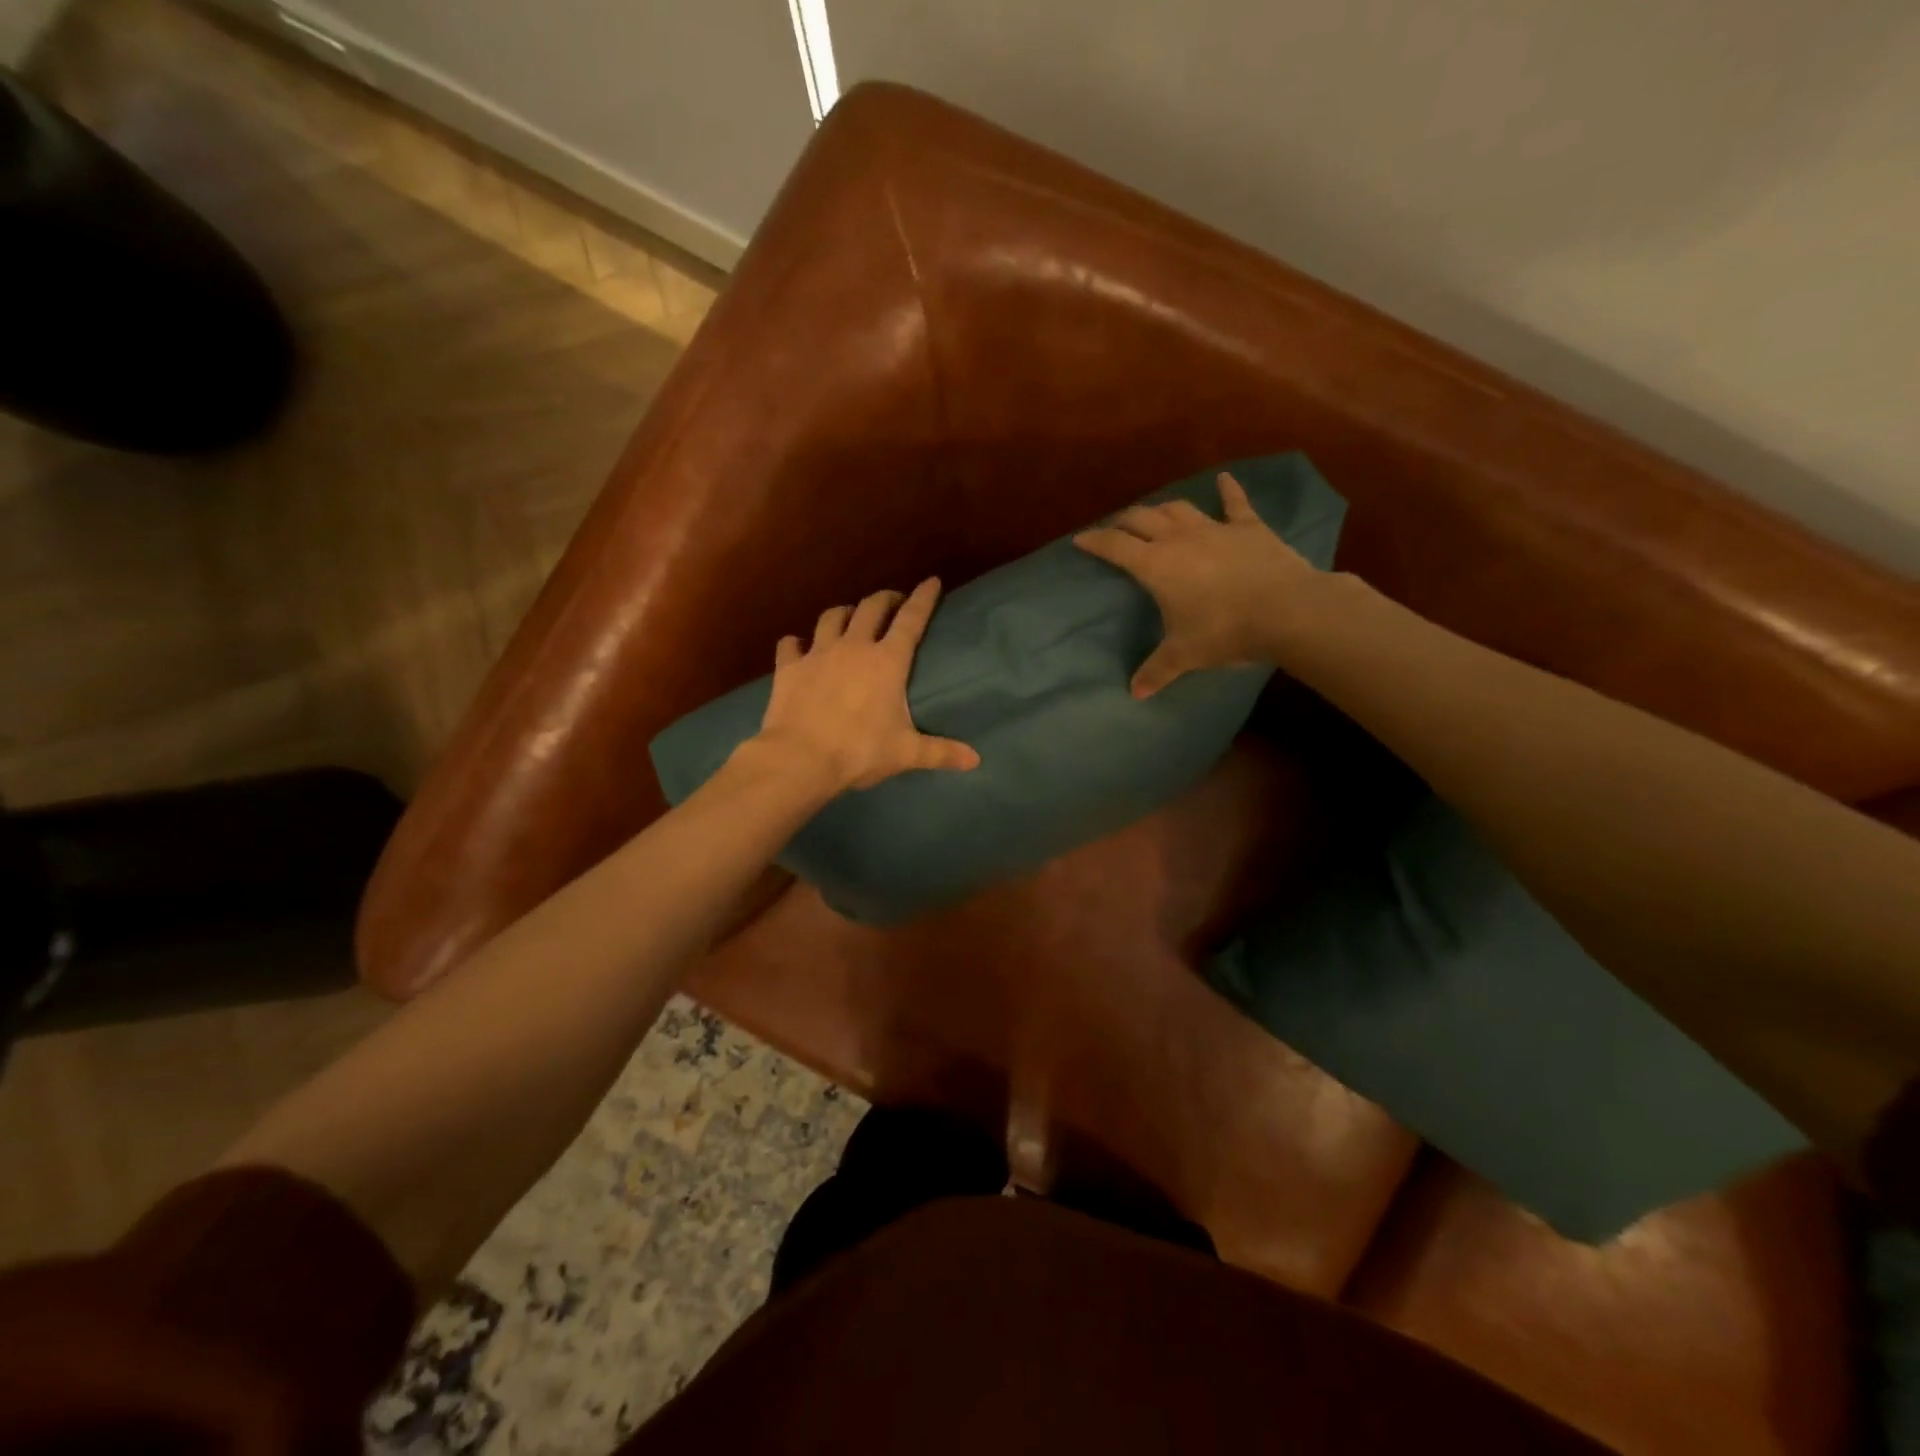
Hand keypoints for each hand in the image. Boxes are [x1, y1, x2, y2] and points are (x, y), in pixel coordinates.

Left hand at [749, 577, 980, 791]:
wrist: (801, 758)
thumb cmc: (860, 751)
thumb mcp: (906, 753)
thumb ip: (941, 752)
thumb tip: (976, 761)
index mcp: (887, 661)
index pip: (911, 619)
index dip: (923, 598)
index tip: (931, 581)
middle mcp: (854, 647)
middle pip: (871, 608)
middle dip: (886, 599)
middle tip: (893, 602)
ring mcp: (818, 653)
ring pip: (832, 617)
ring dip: (844, 613)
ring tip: (850, 617)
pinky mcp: (789, 667)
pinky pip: (791, 644)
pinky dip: (797, 643)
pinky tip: (798, 646)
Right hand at [1074, 472, 1319, 697]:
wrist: (1286, 610)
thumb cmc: (1224, 631)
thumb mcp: (1185, 655)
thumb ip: (1157, 670)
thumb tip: (1134, 693)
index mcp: (1155, 565)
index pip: (1115, 546)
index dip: (1094, 541)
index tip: (1079, 539)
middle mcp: (1178, 539)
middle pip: (1142, 518)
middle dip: (1123, 521)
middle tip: (1115, 529)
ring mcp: (1215, 528)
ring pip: (1178, 509)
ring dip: (1161, 509)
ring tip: (1153, 514)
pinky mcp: (1248, 526)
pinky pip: (1234, 502)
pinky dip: (1227, 489)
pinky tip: (1223, 478)